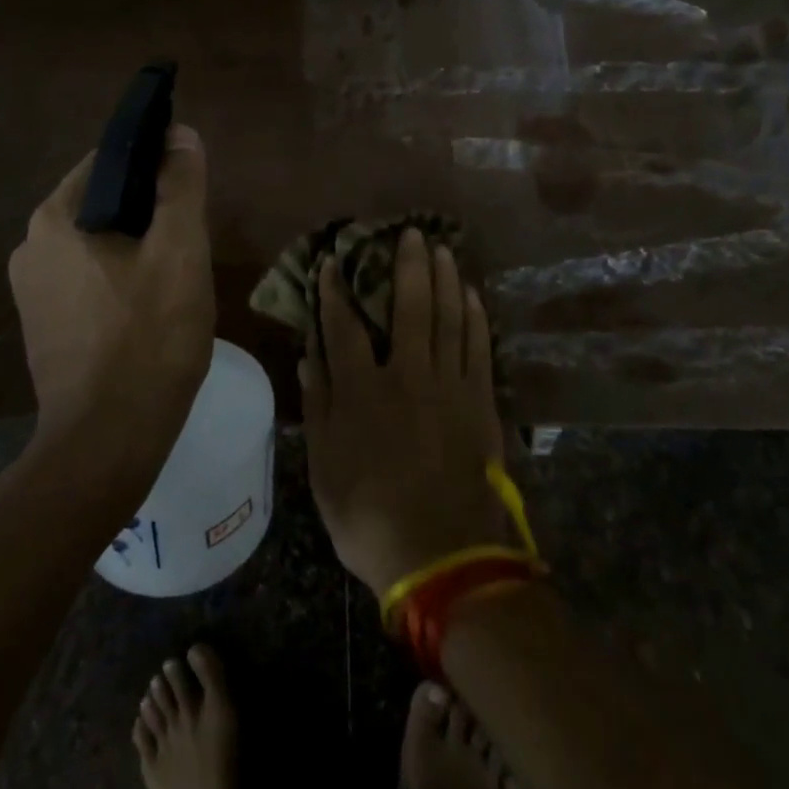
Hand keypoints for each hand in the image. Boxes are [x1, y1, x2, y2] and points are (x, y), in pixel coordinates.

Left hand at [8, 124, 215, 452]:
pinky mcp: (42, 325)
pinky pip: (87, 278)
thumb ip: (180, 186)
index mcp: (54, 218)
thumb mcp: (179, 252)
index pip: (109, 160)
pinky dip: (119, 277)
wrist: (108, 441)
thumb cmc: (148, 338)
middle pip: (102, 203)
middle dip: (148, 211)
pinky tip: (150, 305)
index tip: (190, 184)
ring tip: (177, 272)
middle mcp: (30, 246)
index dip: (154, 162)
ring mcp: (31, 290)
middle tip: (191, 236)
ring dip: (136, 246)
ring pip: (97, 243)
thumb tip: (180, 134)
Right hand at [300, 228, 508, 597]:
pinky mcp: (479, 402)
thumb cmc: (368, 513)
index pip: (343, 325)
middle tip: (410, 232)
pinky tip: (472, 295)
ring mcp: (449, 385)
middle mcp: (406, 374)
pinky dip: (475, 317)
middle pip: (409, 306)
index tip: (332, 261)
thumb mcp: (324, 466)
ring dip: (445, 279)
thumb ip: (318, 404)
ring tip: (443, 249)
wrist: (442, 556)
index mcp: (362, 389)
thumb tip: (308, 354)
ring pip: (448, 317)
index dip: (334, 290)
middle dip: (407, 265)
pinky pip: (478, 347)